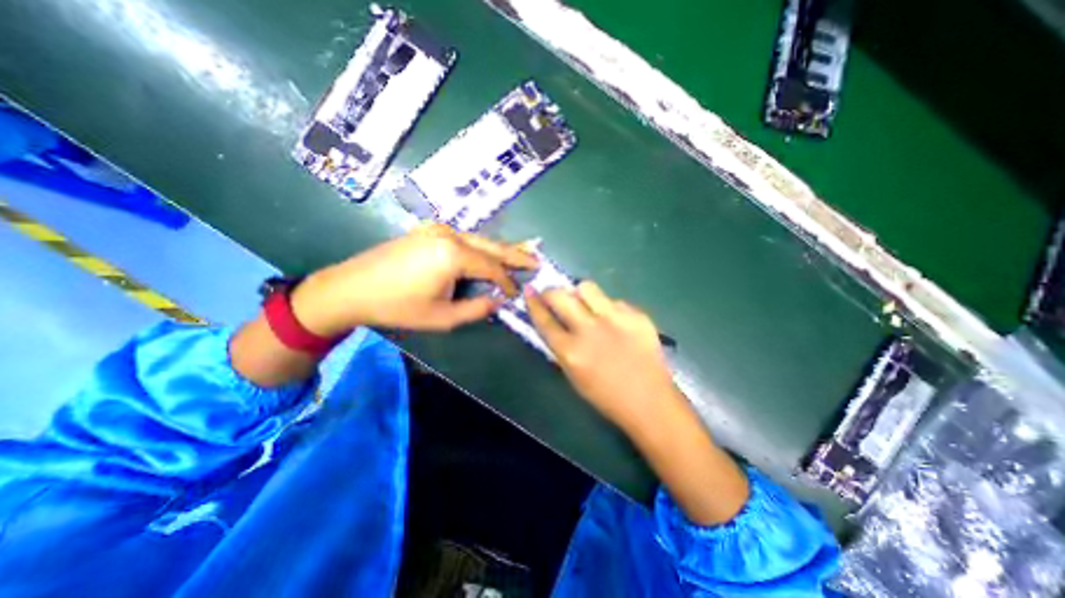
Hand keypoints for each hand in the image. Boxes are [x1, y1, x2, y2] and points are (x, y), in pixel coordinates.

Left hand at [290, 225, 536, 334]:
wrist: (351, 288)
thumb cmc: (397, 306)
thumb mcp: (442, 317)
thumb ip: (476, 308)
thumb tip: (498, 301)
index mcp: (454, 254)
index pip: (492, 268)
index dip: (508, 281)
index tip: (517, 293)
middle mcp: (450, 235)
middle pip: (491, 246)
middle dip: (515, 254)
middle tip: (536, 260)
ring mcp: (437, 229)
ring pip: (479, 239)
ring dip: (499, 249)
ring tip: (520, 254)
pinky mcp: (428, 231)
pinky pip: (464, 238)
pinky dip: (481, 247)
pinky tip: (489, 252)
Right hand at [523, 280, 680, 433]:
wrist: (650, 402)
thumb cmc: (606, 396)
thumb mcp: (574, 375)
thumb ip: (561, 346)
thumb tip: (553, 321)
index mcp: (570, 351)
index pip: (544, 319)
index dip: (533, 303)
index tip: (530, 291)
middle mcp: (589, 330)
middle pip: (560, 296)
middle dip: (552, 291)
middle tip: (554, 295)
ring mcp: (614, 319)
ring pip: (587, 287)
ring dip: (581, 294)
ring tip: (586, 304)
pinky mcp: (636, 315)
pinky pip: (614, 301)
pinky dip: (609, 308)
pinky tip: (616, 322)